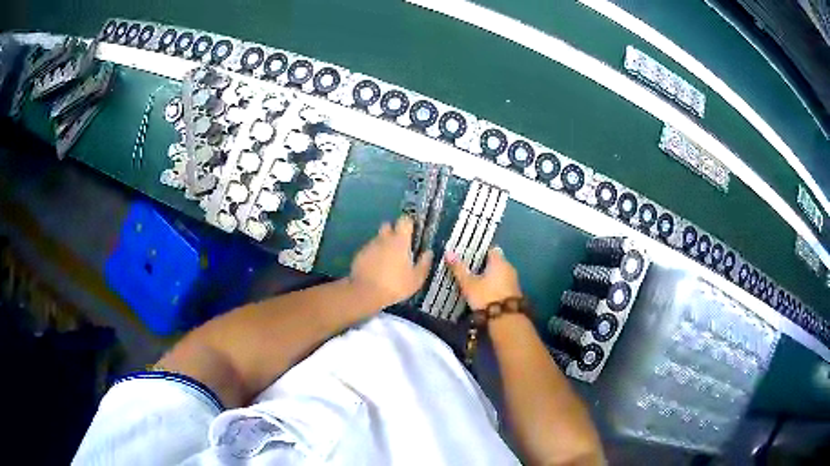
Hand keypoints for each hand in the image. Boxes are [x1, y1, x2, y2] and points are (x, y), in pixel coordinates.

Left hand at [349, 216, 433, 307]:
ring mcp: (370, 246)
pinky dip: (373, 255)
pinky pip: (369, 250)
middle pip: (388, 225)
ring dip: (383, 245)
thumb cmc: (395, 285)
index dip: (409, 223)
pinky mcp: (359, 254)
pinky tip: (375, 269)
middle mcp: (384, 239)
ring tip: (387, 262)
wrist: (366, 293)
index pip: (404, 220)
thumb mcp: (416, 279)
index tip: (412, 231)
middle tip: (399, 246)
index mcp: (400, 241)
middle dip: (393, 231)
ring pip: (378, 239)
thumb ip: (424, 264)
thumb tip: (428, 253)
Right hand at [446, 246, 521, 310]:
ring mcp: (513, 280)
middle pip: (494, 261)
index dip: (479, 251)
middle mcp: (509, 267)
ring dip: (488, 276)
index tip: (467, 254)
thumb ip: (459, 268)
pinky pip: (501, 283)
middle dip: (482, 265)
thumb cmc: (486, 297)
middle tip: (467, 267)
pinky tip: (483, 291)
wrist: (506, 320)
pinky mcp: (514, 293)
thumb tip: (448, 252)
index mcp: (499, 261)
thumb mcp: (469, 284)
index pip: (490, 249)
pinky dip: (493, 285)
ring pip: (498, 273)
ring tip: (473, 280)